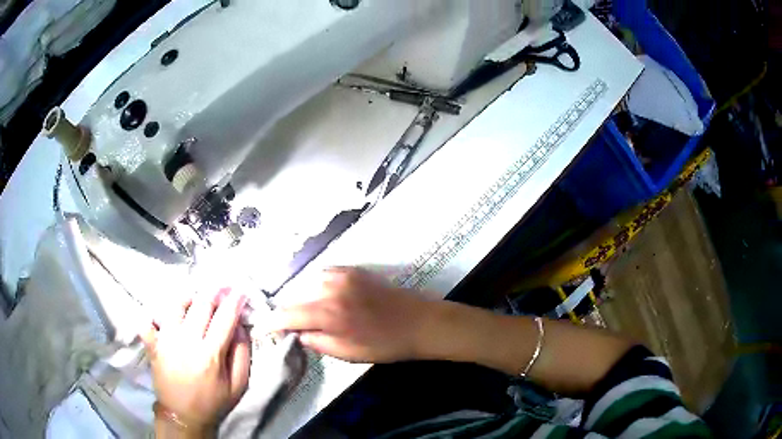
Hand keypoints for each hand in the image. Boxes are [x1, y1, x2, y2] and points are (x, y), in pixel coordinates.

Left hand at [141, 288, 250, 433]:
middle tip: (221, 287)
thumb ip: (242, 355)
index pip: (225, 319)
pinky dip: (153, 315)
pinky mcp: (153, 345)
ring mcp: (166, 342)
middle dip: (214, 292)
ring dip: (188, 297)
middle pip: (200, 305)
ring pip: (175, 305)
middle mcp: (186, 342)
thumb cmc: (214, 401)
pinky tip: (163, 315)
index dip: (234, 301)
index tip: (240, 289)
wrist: (184, 416)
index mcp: (210, 354)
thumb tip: (240, 326)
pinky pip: (147, 322)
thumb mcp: (239, 385)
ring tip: (195, 298)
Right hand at [266, 268, 435, 362]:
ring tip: (312, 314)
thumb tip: (298, 332)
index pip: (287, 315)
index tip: (262, 327)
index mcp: (328, 314)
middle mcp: (330, 289)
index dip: (271, 322)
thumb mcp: (348, 354)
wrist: (419, 322)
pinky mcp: (353, 269)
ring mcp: (342, 275)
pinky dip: (319, 287)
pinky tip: (327, 298)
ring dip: (305, 299)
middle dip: (289, 312)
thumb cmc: (385, 344)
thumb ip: (317, 342)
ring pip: (308, 285)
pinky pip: (325, 276)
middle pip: (295, 298)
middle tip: (290, 325)